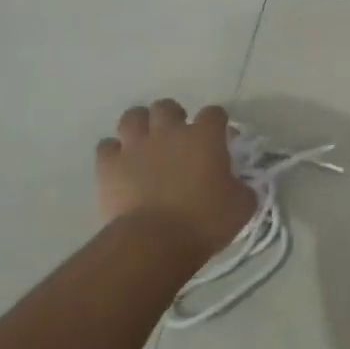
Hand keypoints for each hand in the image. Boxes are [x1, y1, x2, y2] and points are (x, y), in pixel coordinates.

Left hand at [97, 100, 254, 266]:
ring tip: (146, 142)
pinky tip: (121, 164)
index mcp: (204, 138)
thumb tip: (237, 185)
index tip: (220, 138)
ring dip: (140, 126)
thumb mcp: (242, 206)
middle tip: (178, 138)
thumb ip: (241, 187)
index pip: (214, 113)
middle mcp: (168, 132)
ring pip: (133, 117)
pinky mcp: (109, 165)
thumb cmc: (205, 221)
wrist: (155, 241)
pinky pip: (107, 146)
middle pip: (167, 107)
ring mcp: (135, 146)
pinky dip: (114, 152)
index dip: (217, 123)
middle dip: (173, 117)